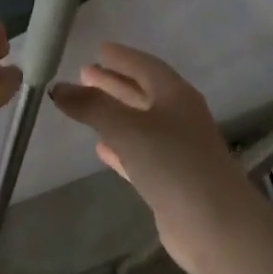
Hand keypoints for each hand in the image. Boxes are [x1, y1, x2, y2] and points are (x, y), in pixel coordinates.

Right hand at [49, 43, 257, 272]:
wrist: (214, 224)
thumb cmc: (172, 164)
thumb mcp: (127, 128)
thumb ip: (92, 106)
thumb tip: (58, 88)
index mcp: (176, 96)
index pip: (146, 66)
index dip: (122, 57)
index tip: (98, 49)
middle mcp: (180, 117)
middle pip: (143, 92)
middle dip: (114, 83)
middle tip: (85, 73)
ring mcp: (177, 150)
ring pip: (140, 123)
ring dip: (115, 113)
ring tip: (85, 105)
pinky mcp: (170, 180)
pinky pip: (139, 153)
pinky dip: (120, 146)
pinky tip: (101, 148)